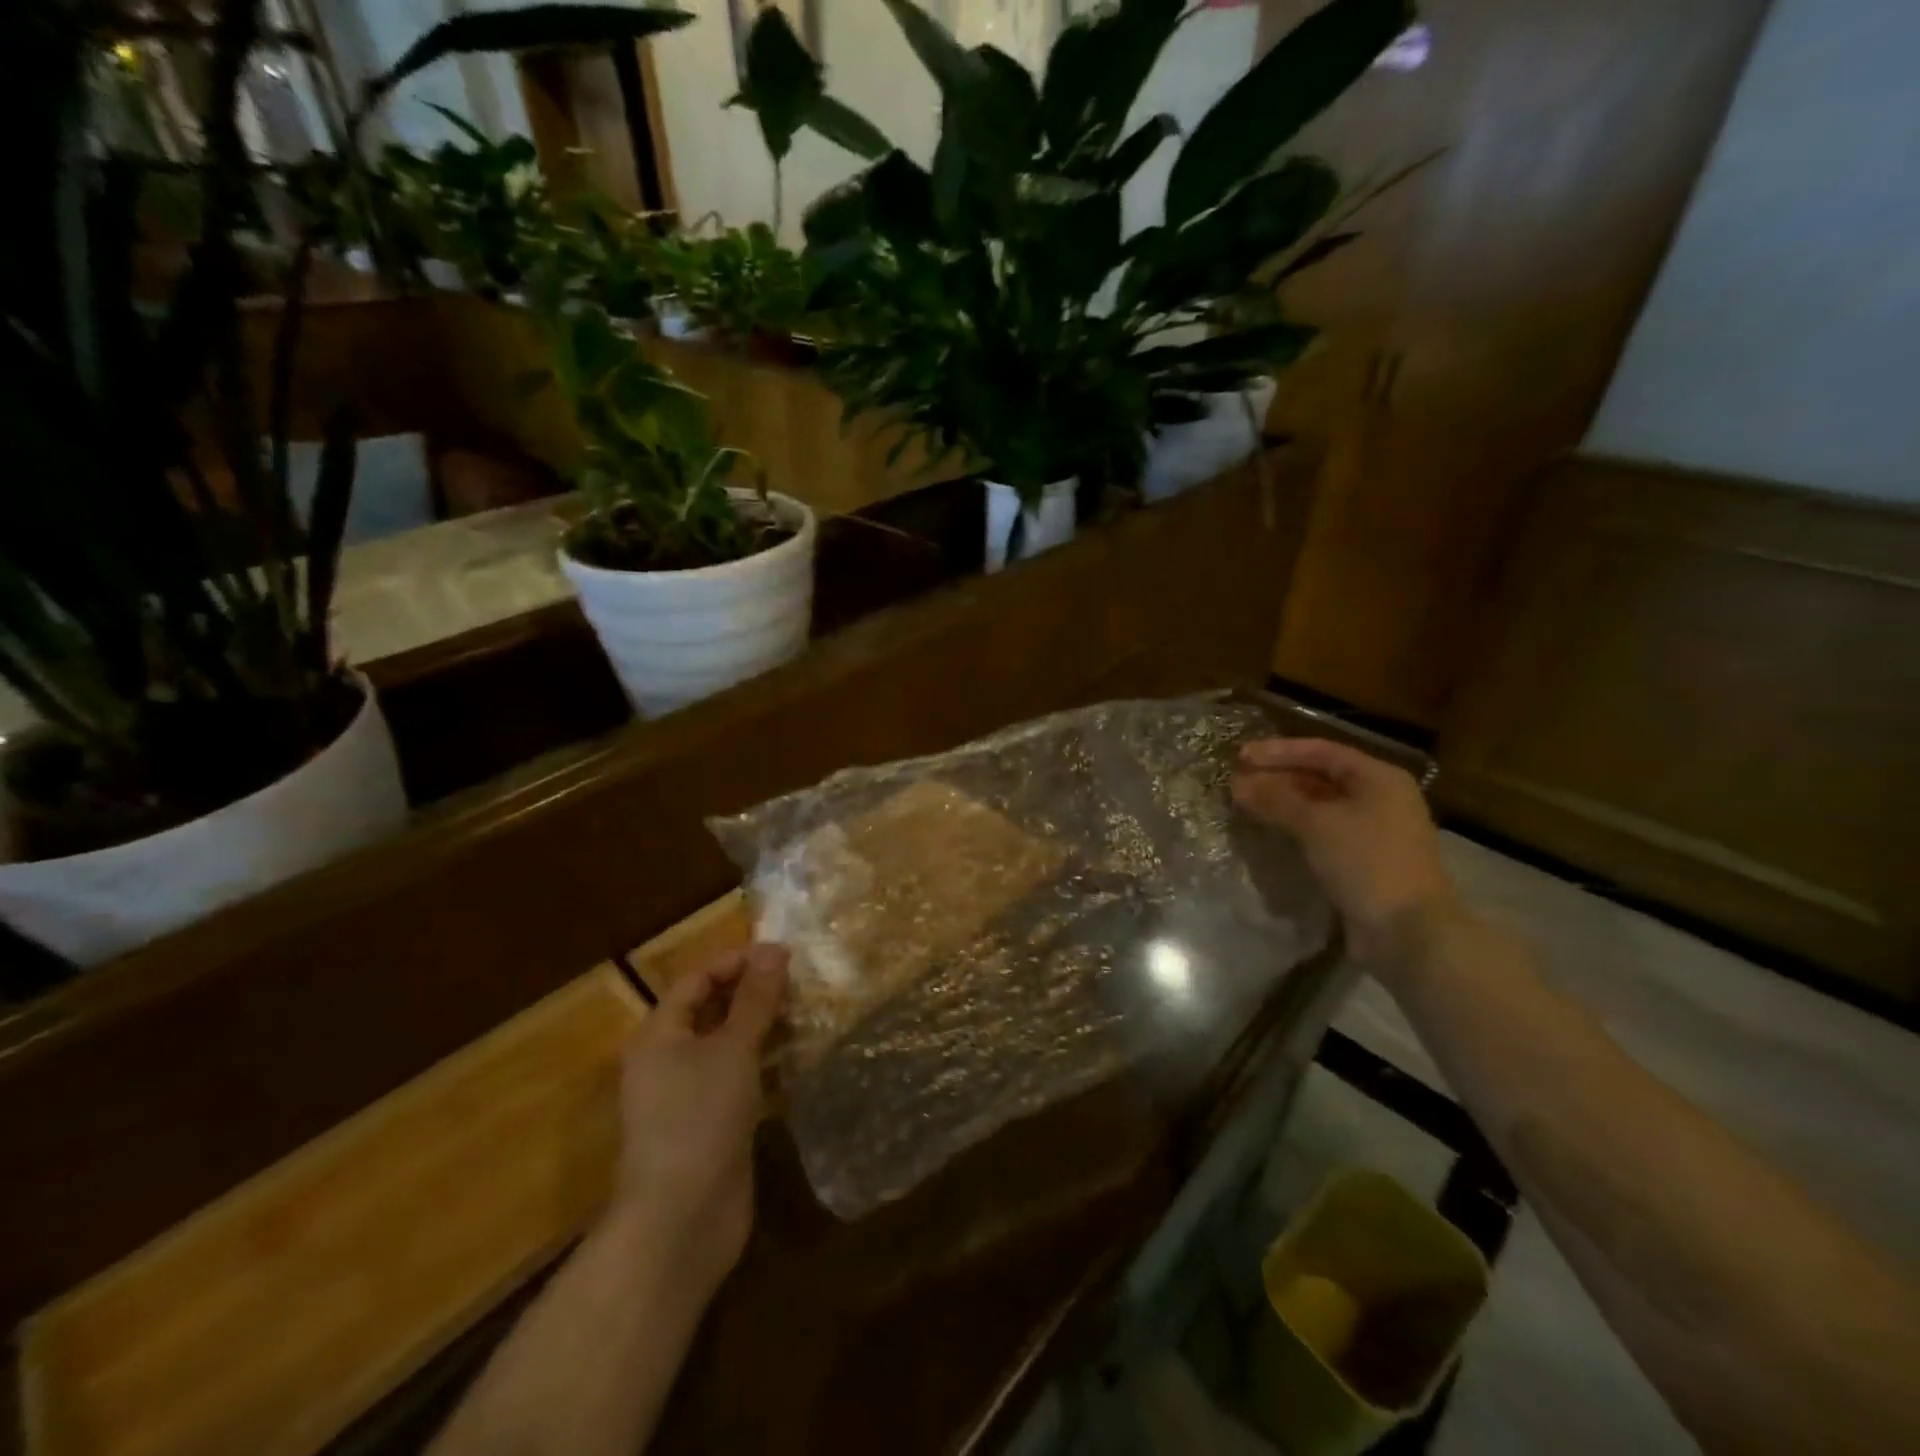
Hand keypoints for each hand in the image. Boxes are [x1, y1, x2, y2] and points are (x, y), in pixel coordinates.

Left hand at [612, 943, 787, 1292]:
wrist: (681, 1221)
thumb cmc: (700, 1119)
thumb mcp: (732, 1049)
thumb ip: (755, 999)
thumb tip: (774, 948)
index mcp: (660, 1035)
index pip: (696, 978)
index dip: (736, 961)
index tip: (783, 955)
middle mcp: (668, 1059)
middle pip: (711, 1008)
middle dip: (752, 992)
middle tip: (800, 982)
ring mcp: (688, 1095)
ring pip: (727, 1044)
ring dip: (763, 1027)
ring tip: (806, 1011)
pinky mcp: (711, 1124)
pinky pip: (737, 1077)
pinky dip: (764, 1062)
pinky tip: (797, 1057)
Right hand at [1231, 737, 1459, 968]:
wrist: (1409, 932)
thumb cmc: (1366, 863)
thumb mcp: (1316, 824)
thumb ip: (1275, 799)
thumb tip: (1237, 784)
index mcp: (1379, 778)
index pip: (1321, 751)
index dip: (1278, 751)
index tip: (1240, 757)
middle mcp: (1380, 798)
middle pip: (1321, 777)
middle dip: (1278, 778)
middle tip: (1238, 782)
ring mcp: (1375, 832)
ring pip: (1320, 807)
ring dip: (1284, 804)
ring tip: (1246, 806)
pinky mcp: (1365, 862)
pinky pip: (1324, 833)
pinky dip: (1296, 829)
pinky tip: (1270, 833)